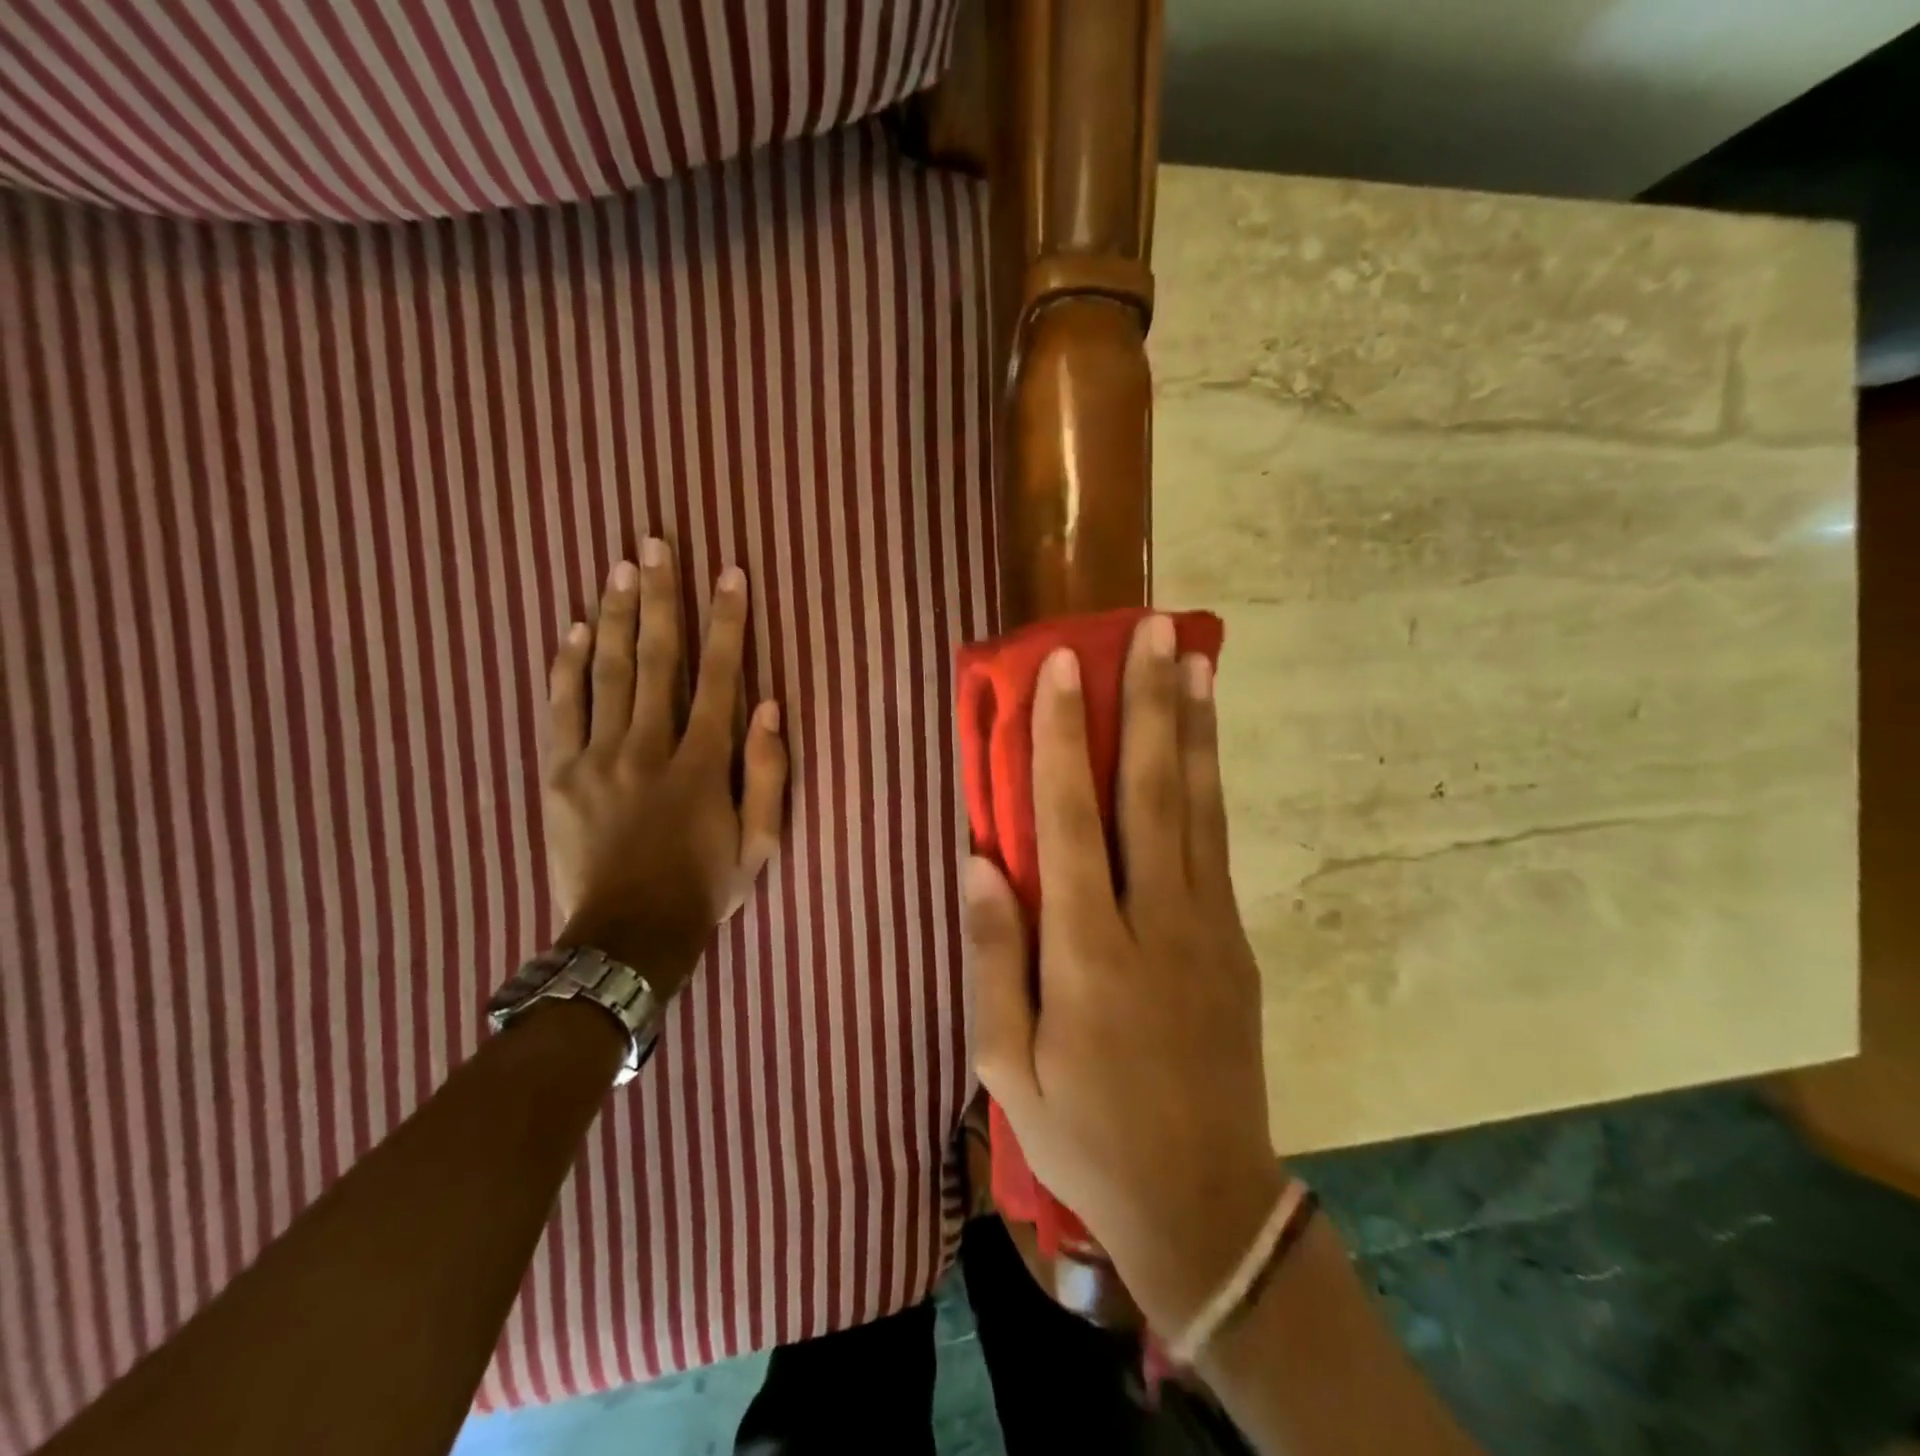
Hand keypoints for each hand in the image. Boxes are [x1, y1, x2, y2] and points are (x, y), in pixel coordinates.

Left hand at [542, 542, 787, 996]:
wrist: (626, 938)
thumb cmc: (704, 889)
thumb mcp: (760, 845)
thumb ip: (767, 774)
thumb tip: (769, 707)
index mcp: (701, 765)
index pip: (719, 678)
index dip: (727, 623)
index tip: (729, 574)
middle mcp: (648, 748)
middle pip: (656, 659)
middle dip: (660, 597)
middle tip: (657, 543)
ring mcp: (597, 759)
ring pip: (606, 672)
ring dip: (614, 615)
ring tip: (620, 566)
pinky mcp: (560, 774)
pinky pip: (561, 709)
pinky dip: (567, 666)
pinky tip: (573, 629)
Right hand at [964, 616, 1281, 1333]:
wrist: (1202, 1202)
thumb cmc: (1084, 1133)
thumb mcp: (1006, 1065)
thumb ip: (991, 958)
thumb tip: (976, 862)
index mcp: (1086, 951)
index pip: (1070, 819)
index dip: (1063, 736)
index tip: (1062, 667)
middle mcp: (1154, 921)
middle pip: (1149, 791)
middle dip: (1149, 703)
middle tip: (1153, 630)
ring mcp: (1206, 926)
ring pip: (1198, 806)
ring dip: (1193, 727)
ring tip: (1195, 659)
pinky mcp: (1234, 941)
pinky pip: (1217, 843)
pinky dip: (1211, 781)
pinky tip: (1205, 744)